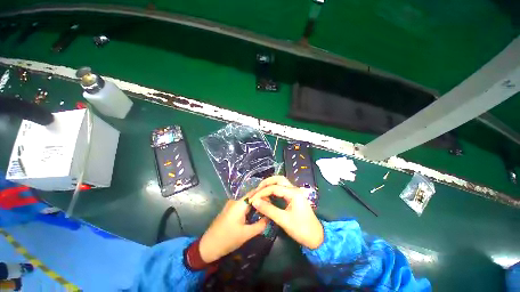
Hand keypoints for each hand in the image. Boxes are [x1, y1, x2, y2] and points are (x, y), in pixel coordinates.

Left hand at [199, 194, 268, 262]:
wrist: (208, 246)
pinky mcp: (229, 210)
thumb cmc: (228, 239)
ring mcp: (231, 205)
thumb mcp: (246, 234)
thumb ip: (260, 225)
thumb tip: (270, 217)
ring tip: (264, 210)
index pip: (254, 193)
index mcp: (239, 204)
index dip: (264, 195)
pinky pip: (242, 206)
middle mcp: (235, 201)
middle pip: (251, 197)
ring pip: (246, 202)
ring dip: (255, 205)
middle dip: (260, 200)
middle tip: (270, 206)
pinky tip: (254, 214)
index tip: (272, 200)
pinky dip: (249, 208)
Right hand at [250, 176, 323, 248]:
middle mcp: (294, 189)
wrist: (316, 238)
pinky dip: (274, 189)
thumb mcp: (283, 220)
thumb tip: (255, 202)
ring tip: (260, 190)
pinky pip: (282, 188)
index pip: (273, 188)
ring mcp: (294, 192)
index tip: (252, 200)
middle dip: (266, 182)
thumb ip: (268, 209)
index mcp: (293, 193)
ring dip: (270, 184)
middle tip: (257, 189)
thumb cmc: (301, 229)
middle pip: (278, 179)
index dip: (261, 193)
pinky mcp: (294, 197)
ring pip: (281, 182)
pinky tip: (268, 194)